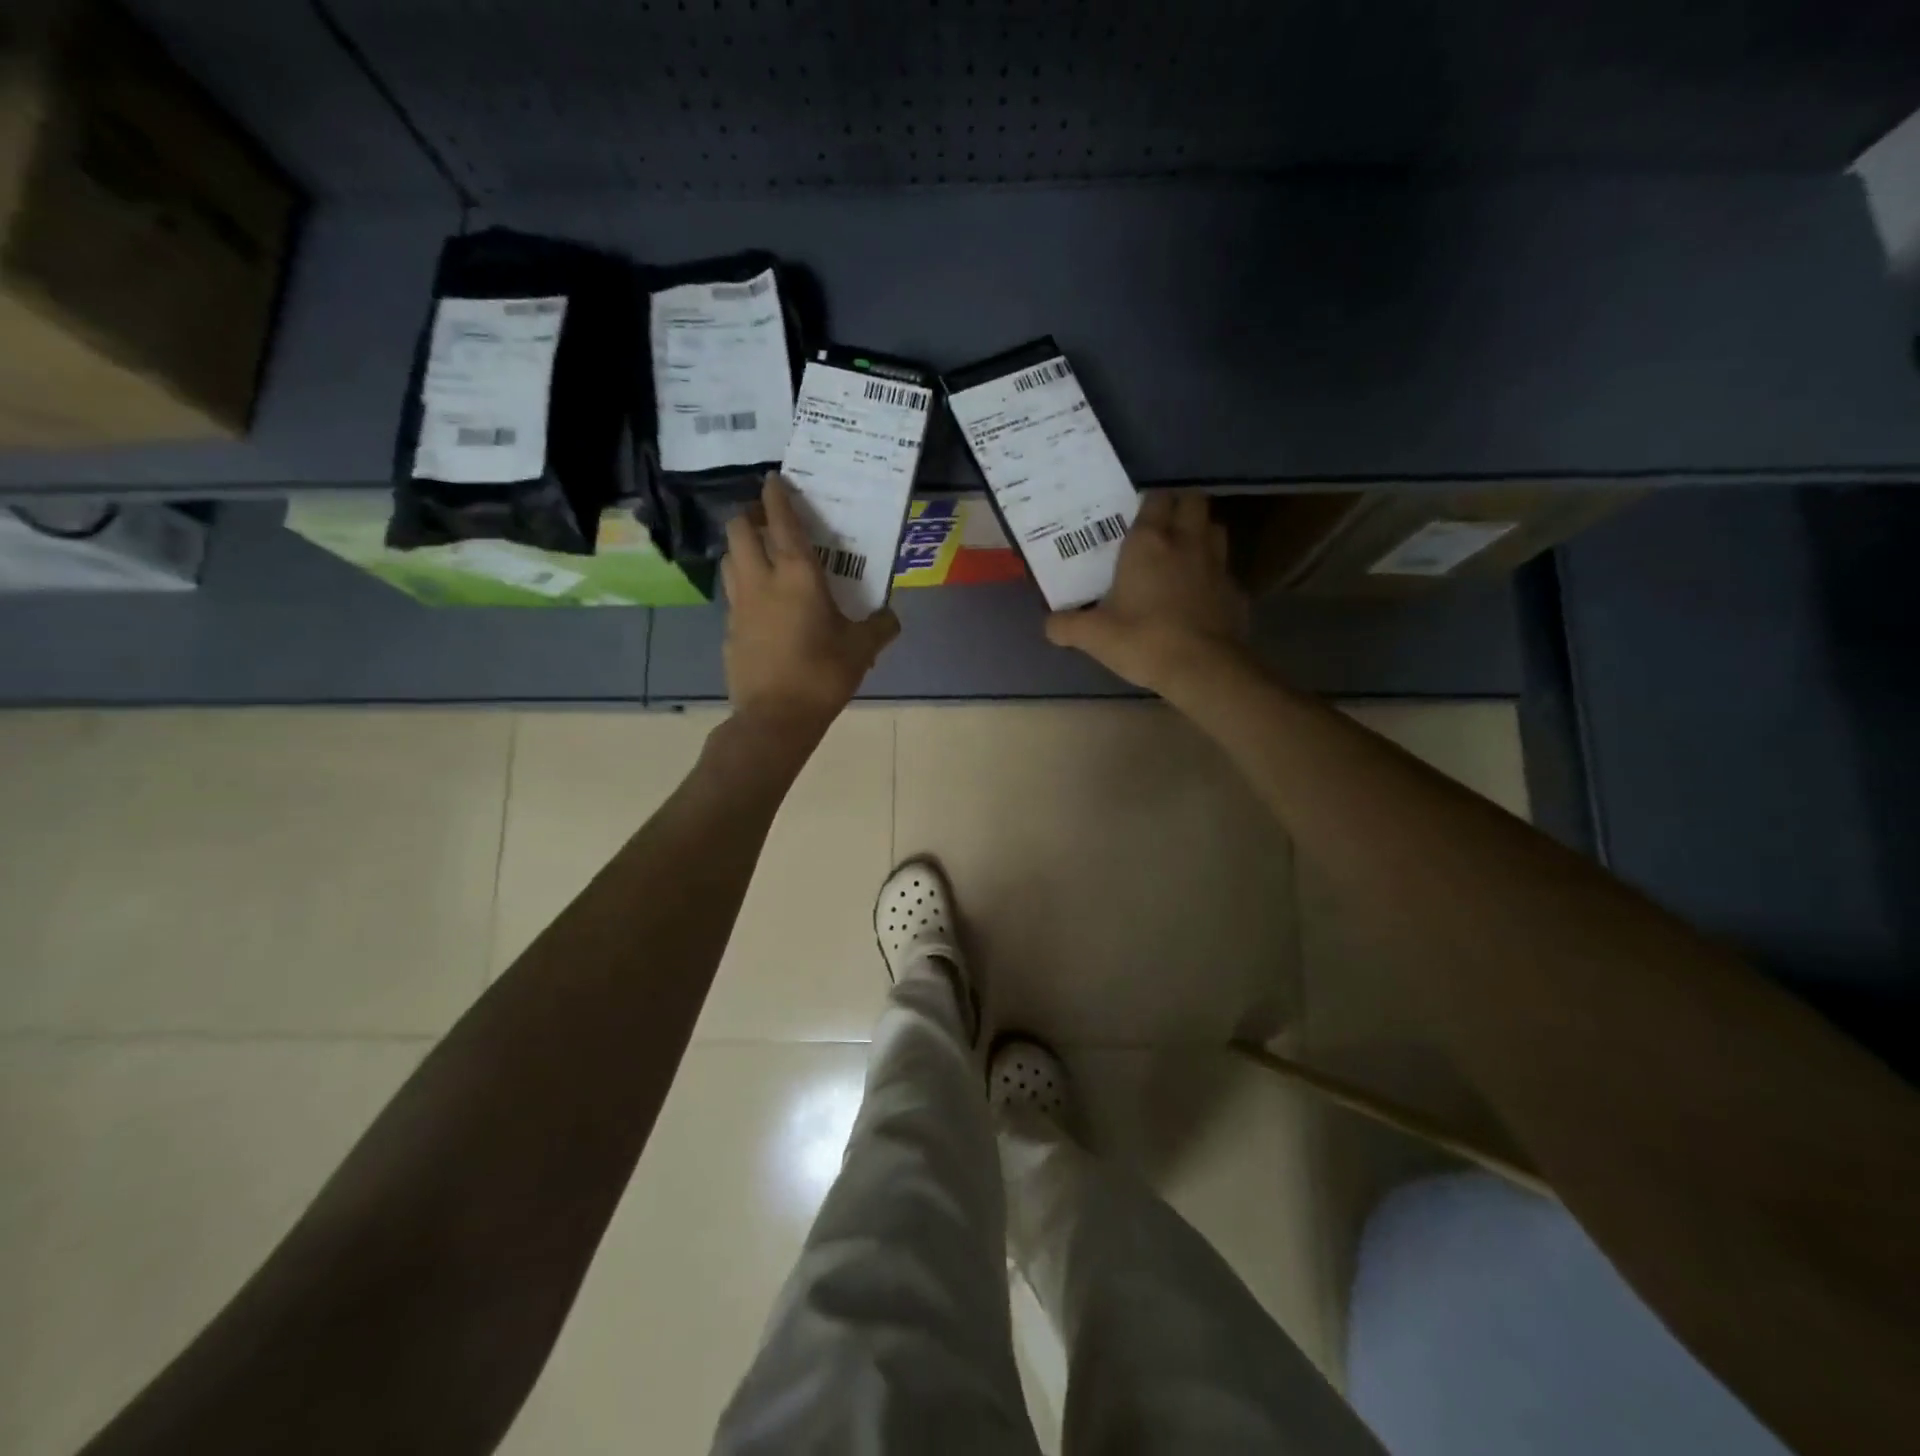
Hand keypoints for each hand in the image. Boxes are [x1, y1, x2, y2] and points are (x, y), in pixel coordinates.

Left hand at [722, 473, 900, 734]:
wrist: (775, 719)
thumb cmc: (822, 675)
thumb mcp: (861, 650)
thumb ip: (880, 627)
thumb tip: (891, 617)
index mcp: (797, 575)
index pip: (780, 520)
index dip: (776, 495)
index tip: (774, 479)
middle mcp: (761, 580)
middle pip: (739, 529)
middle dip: (750, 516)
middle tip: (769, 521)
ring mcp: (739, 605)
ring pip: (730, 559)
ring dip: (742, 548)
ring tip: (761, 556)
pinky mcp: (729, 631)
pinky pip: (733, 595)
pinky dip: (743, 586)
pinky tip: (761, 604)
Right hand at [1044, 491, 1248, 694]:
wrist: (1203, 669)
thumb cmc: (1144, 640)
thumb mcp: (1093, 636)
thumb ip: (1066, 626)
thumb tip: (1049, 624)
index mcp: (1149, 542)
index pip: (1155, 498)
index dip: (1147, 502)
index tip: (1134, 516)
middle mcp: (1186, 541)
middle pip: (1193, 501)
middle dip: (1180, 506)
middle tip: (1162, 527)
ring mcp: (1217, 564)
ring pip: (1214, 528)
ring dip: (1200, 532)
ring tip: (1182, 552)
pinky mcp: (1235, 590)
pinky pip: (1224, 568)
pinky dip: (1213, 572)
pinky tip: (1199, 591)